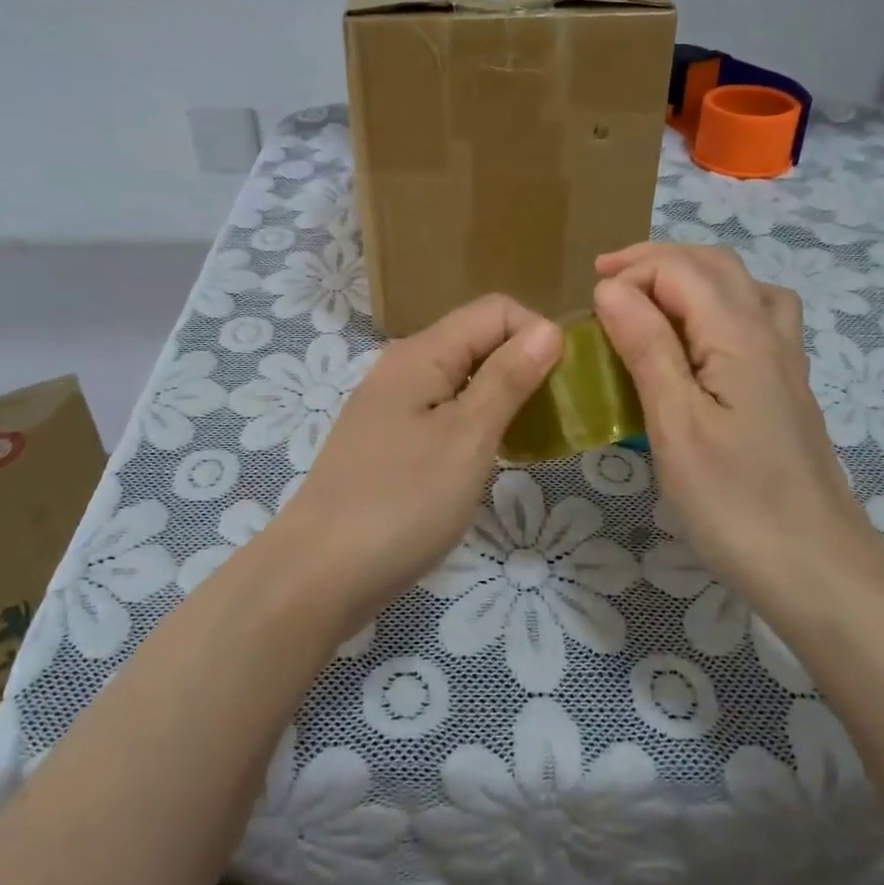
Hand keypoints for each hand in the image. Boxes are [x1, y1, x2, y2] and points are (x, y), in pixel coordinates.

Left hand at [273, 295, 561, 621]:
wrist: (319, 574)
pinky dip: (474, 426)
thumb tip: (549, 328)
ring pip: (461, 381)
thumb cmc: (402, 503)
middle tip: (555, 418)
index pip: (494, 310)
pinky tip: (489, 460)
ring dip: (501, 400)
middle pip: (476, 341)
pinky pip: (442, 414)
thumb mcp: (468, 438)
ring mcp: (390, 407)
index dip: (536, 334)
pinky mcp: (387, 442)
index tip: (563, 384)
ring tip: (530, 440)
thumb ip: (508, 378)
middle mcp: (402, 367)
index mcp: (421, 353)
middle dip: (523, 367)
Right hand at [592, 243, 876, 597]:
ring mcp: (786, 362)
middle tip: (606, 279)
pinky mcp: (787, 390)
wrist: (817, 569)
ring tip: (652, 298)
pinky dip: (720, 306)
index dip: (630, 273)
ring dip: (692, 277)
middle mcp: (769, 333)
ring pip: (743, 287)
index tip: (588, 305)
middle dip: (657, 261)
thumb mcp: (675, 424)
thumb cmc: (734, 501)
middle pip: (716, 266)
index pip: (680, 269)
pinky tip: (702, 342)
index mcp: (739, 335)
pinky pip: (758, 319)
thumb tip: (612, 287)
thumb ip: (647, 347)